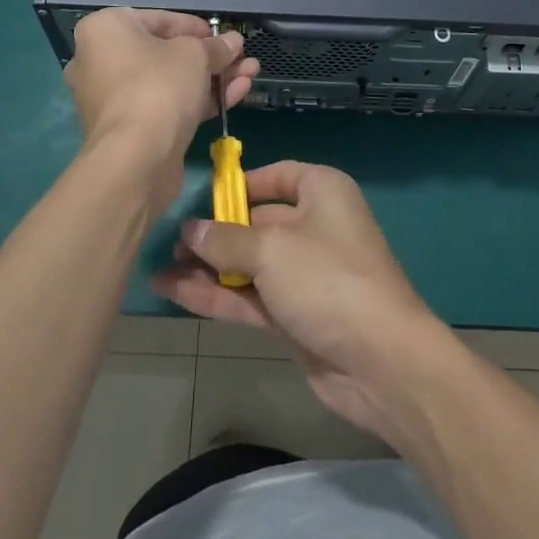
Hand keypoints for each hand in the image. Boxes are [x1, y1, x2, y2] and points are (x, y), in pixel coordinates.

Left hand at [63, 9, 258, 208]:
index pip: (158, 20)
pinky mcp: (128, 129)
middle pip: (166, 53)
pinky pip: (166, 106)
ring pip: (170, 82)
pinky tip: (236, 95)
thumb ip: (216, 46)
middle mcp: (100, 60)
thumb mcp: (196, 55)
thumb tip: (233, 42)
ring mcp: (112, 98)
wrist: (135, 158)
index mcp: (105, 30)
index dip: (196, 27)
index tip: (222, 36)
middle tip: (242, 58)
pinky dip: (198, 100)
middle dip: (210, 57)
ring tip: (250, 75)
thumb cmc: (159, 86)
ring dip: (212, 78)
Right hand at [150, 161, 447, 442]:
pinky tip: (174, 292)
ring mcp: (304, 273)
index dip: (236, 186)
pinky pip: (249, 295)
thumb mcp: (270, 249)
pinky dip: (216, 294)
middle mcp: (314, 225)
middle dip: (213, 232)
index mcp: (321, 191)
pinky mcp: (294, 313)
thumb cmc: (327, 280)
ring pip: (247, 263)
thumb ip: (224, 239)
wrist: (380, 361)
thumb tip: (190, 230)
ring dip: (207, 267)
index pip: (274, 177)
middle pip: (255, 221)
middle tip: (168, 242)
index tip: (198, 200)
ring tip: (158, 268)